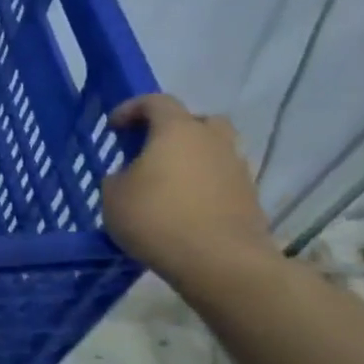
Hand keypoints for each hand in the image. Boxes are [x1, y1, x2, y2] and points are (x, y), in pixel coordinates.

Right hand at [100, 94, 278, 289]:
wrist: (219, 262)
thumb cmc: (156, 218)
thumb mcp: (113, 196)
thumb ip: (119, 177)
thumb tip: (131, 176)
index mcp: (177, 131)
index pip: (156, 102)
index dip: (131, 109)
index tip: (114, 128)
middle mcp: (212, 140)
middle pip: (196, 121)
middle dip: (173, 130)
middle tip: (151, 149)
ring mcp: (237, 168)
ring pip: (213, 150)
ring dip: (191, 159)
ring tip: (167, 183)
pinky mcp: (249, 196)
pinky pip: (221, 178)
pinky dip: (203, 185)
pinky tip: (184, 207)